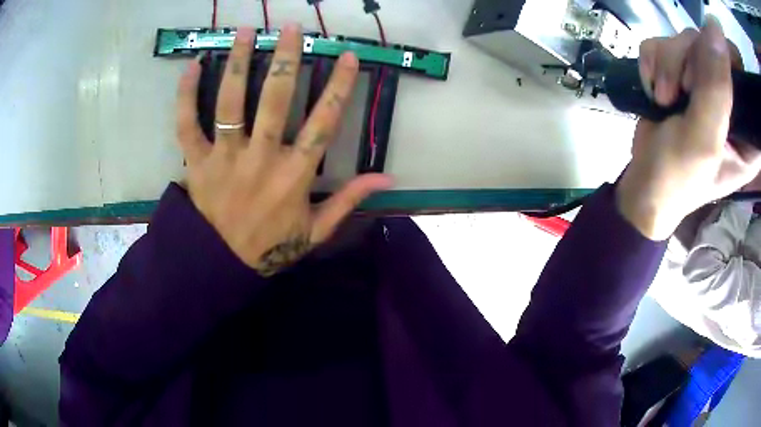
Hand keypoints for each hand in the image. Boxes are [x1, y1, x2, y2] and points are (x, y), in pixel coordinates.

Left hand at [175, 23, 392, 275]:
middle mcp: (260, 158)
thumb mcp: (316, 232)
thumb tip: (387, 178)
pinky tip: (192, 65)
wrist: (220, 267)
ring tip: (245, 31)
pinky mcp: (196, 163)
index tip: (347, 56)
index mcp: (294, 175)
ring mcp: (224, 158)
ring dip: (237, 62)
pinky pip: (187, 124)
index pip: (323, 122)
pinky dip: (186, 95)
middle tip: (291, 27)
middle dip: (285, 58)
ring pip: (230, 103)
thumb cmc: (270, 248)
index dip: (339, 86)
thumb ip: (349, 201)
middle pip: (275, 99)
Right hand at [617, 16, 760, 239]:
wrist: (644, 184)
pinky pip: (664, 43)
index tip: (714, 69)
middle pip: (712, 47)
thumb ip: (716, 89)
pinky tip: (654, 88)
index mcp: (746, 130)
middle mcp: (730, 100)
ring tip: (664, 98)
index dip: (732, 62)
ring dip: (668, 64)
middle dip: (690, 61)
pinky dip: (652, 62)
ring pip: (686, 39)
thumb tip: (715, 29)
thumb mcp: (703, 140)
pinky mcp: (680, 73)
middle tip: (682, 91)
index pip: (744, 80)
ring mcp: (704, 82)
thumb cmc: (678, 178)